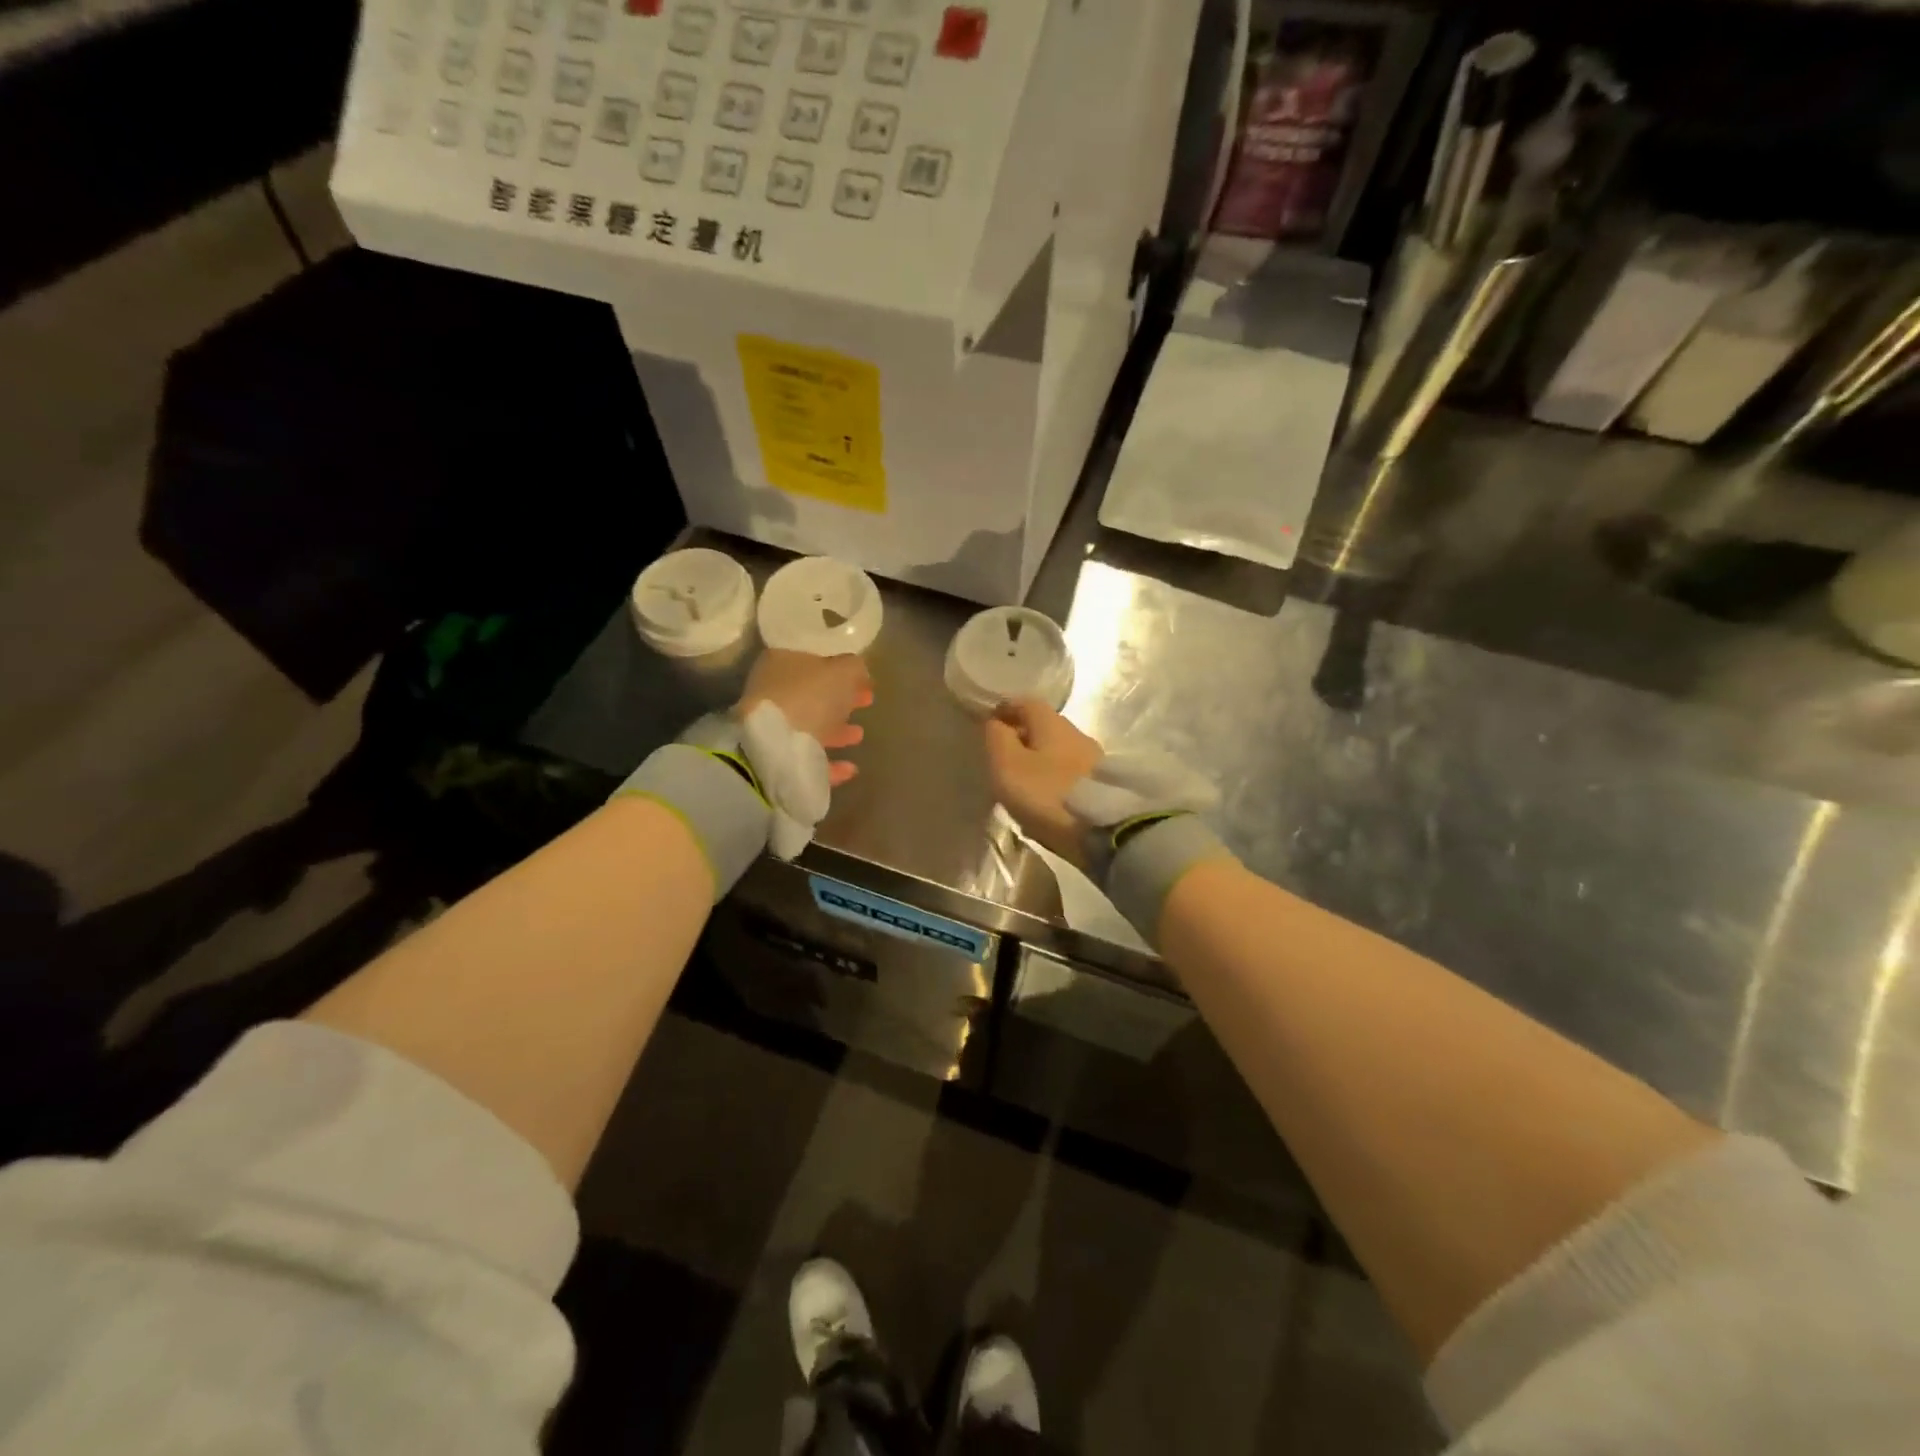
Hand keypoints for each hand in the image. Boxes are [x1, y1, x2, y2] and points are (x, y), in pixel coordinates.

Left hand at [737, 650, 873, 785]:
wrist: (775, 748)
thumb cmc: (809, 697)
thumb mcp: (842, 671)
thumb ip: (853, 667)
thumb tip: (858, 670)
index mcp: (781, 663)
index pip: (815, 662)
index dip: (842, 671)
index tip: (866, 682)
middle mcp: (772, 692)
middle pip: (812, 695)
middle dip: (840, 701)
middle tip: (867, 703)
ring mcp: (772, 727)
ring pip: (810, 726)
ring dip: (836, 731)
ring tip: (859, 736)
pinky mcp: (776, 759)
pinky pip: (808, 757)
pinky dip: (830, 762)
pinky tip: (850, 768)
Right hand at [983, 699, 1103, 866]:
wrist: (1104, 832)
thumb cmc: (1048, 794)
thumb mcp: (1008, 765)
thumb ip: (997, 739)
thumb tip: (995, 722)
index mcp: (1053, 723)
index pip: (1026, 703)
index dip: (1006, 710)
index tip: (989, 724)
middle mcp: (1077, 734)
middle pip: (1044, 727)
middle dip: (1022, 737)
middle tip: (1001, 758)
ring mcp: (1094, 760)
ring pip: (1057, 752)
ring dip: (1038, 761)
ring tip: (1020, 784)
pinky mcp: (1102, 787)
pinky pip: (1069, 775)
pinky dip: (1052, 780)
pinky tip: (1043, 800)